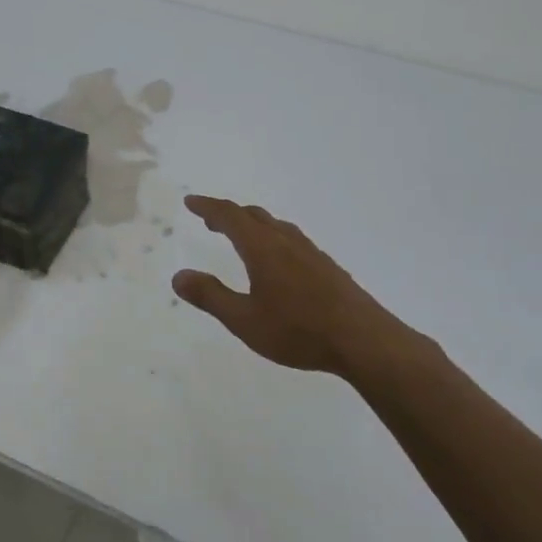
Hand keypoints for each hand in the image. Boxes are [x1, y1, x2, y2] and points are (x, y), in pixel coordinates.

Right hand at [171, 195, 422, 377]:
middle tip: (210, 220)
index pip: (230, 216)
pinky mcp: (327, 267)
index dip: (208, 207)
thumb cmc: (298, 330)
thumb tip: (178, 276)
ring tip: (241, 235)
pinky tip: (278, 260)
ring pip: (276, 226)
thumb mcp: (244, 320)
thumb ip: (210, 296)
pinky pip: (292, 240)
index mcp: (262, 248)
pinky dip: (273, 238)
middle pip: (254, 216)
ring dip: (253, 224)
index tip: (191, 202)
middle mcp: (286, 242)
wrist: (363, 340)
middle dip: (229, 214)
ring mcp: (310, 252)